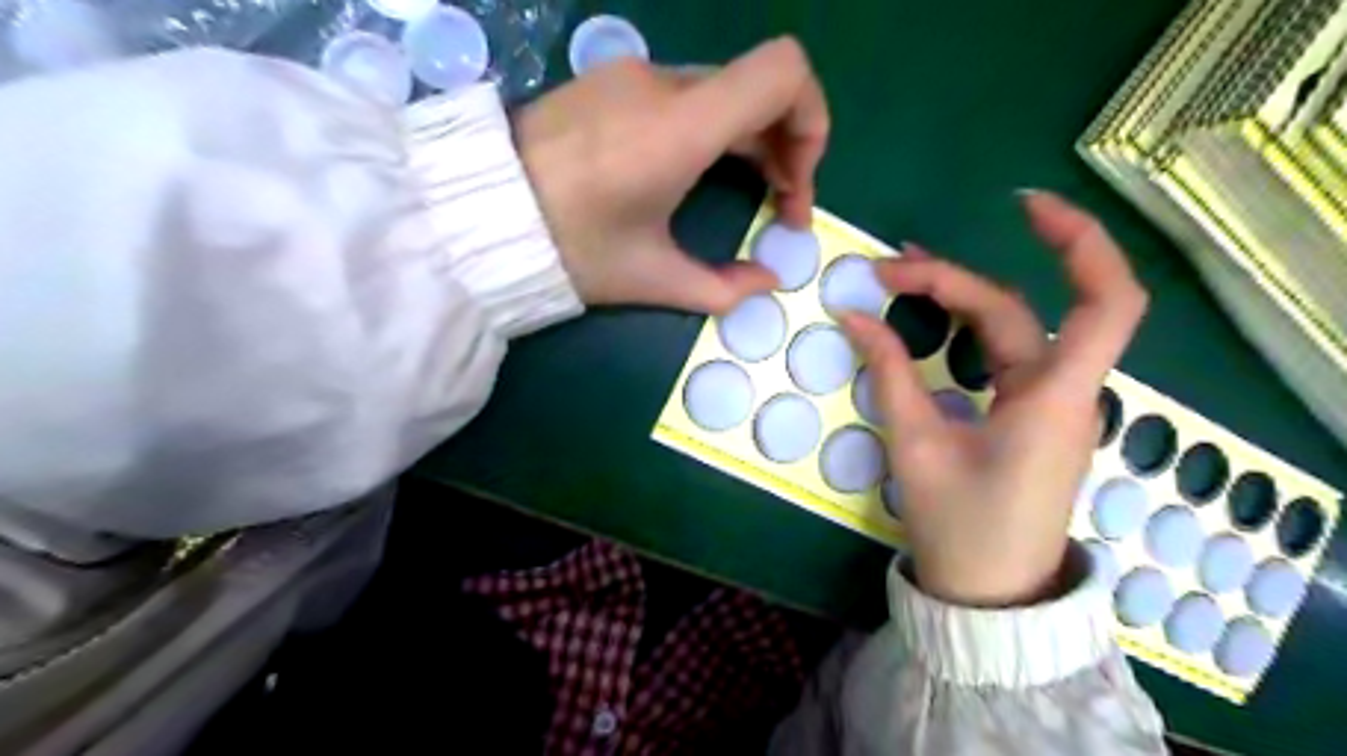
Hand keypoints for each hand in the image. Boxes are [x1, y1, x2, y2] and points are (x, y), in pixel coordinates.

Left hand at [516, 34, 832, 311]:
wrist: (477, 214)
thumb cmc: (568, 248)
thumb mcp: (650, 279)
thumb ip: (722, 288)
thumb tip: (766, 284)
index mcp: (680, 127)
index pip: (784, 73)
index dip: (811, 123)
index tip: (794, 185)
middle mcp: (662, 84)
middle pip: (759, 88)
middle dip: (785, 147)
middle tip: (779, 207)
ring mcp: (632, 75)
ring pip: (723, 92)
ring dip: (750, 139)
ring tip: (746, 192)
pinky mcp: (609, 82)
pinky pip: (685, 94)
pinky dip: (713, 128)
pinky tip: (695, 171)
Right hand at [838, 193, 1146, 607]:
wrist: (988, 593)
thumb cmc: (960, 527)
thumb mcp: (915, 445)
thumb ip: (888, 372)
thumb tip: (852, 314)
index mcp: (1054, 399)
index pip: (1104, 301)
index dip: (1080, 243)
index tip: (1024, 207)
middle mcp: (1063, 391)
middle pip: (1018, 310)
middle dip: (952, 280)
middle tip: (884, 271)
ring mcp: (1048, 403)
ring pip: (1010, 329)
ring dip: (959, 296)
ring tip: (899, 276)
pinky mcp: (1029, 415)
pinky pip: (1002, 355)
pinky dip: (965, 328)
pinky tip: (929, 317)